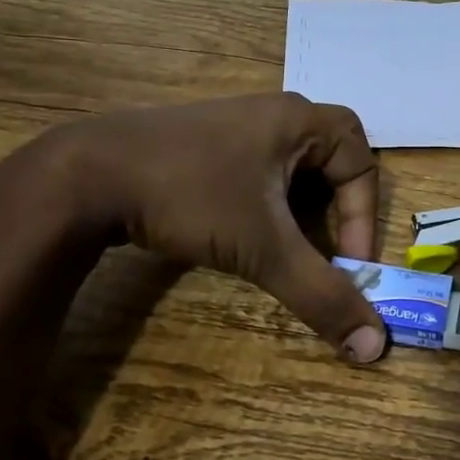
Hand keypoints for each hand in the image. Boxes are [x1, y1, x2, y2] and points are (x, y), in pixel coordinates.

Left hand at [44, 94, 387, 362]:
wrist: (85, 175)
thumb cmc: (189, 195)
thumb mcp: (262, 248)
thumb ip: (321, 294)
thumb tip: (374, 346)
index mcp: (299, 119)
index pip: (361, 163)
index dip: (364, 217)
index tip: (348, 264)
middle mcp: (273, 113)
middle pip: (331, 160)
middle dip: (336, 211)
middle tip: (326, 253)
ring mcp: (235, 125)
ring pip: (293, 168)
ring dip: (301, 210)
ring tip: (288, 249)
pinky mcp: (204, 144)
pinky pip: (259, 170)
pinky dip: (267, 204)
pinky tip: (245, 231)